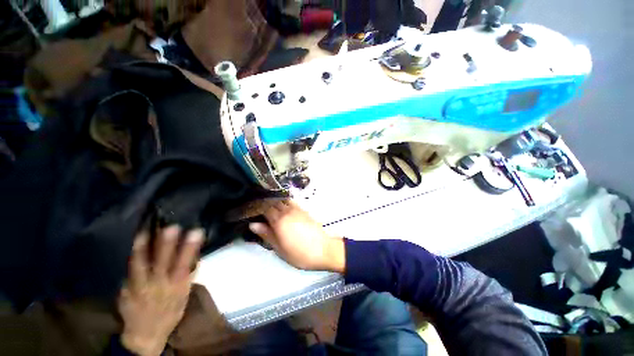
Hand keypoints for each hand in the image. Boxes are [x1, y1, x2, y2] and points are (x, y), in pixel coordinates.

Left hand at [118, 226, 203, 355]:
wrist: (145, 334)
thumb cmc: (170, 312)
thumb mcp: (183, 296)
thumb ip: (187, 277)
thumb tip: (194, 257)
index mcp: (175, 287)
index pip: (184, 264)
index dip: (190, 248)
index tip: (196, 232)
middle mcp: (157, 286)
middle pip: (161, 262)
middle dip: (167, 244)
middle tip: (171, 227)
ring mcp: (139, 288)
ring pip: (140, 265)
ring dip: (143, 248)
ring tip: (145, 231)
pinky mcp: (125, 289)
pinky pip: (130, 269)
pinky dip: (134, 255)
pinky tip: (136, 243)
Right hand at [249, 200, 344, 272]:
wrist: (323, 249)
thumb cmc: (299, 253)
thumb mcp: (280, 248)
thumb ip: (267, 234)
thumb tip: (252, 224)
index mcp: (279, 221)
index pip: (265, 209)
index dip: (257, 208)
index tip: (251, 210)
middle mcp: (287, 211)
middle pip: (273, 202)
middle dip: (265, 203)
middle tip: (259, 209)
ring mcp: (297, 209)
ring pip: (283, 200)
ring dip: (275, 201)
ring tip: (270, 207)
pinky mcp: (304, 210)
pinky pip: (292, 202)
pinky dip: (285, 202)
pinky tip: (283, 207)